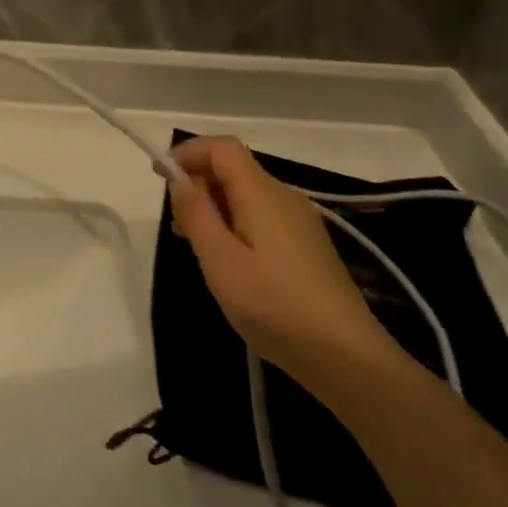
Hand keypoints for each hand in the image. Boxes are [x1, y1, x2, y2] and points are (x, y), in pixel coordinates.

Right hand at [169, 138, 403, 399]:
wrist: (347, 358)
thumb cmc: (274, 305)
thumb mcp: (220, 260)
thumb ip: (196, 214)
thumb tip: (180, 179)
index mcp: (262, 193)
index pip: (222, 147)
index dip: (188, 152)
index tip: (160, 177)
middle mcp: (285, 197)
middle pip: (234, 169)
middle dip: (197, 183)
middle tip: (175, 224)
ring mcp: (300, 222)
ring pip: (246, 194)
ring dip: (214, 206)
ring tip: (196, 247)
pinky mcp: (307, 245)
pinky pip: (261, 215)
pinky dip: (234, 222)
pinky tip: (229, 261)